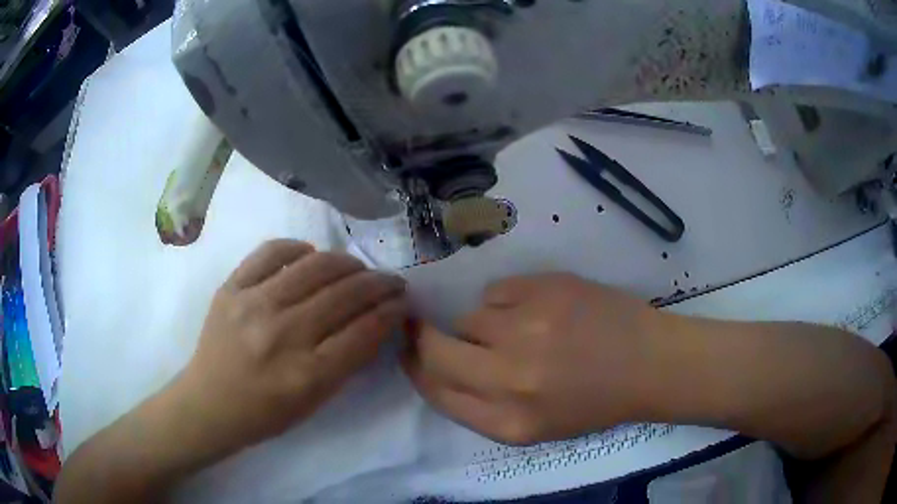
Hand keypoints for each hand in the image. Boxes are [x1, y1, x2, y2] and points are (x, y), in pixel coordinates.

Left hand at [176, 240, 407, 455]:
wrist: (209, 403)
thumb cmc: (265, 414)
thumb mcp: (315, 401)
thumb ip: (347, 362)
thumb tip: (375, 322)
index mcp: (306, 374)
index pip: (363, 331)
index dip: (391, 311)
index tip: (402, 302)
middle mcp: (282, 335)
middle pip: (344, 294)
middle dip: (378, 283)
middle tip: (391, 281)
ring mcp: (252, 305)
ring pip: (314, 266)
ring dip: (346, 263)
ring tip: (357, 268)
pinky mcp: (231, 288)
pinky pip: (270, 251)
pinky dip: (297, 247)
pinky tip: (309, 253)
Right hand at [403, 273, 661, 444]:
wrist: (650, 363)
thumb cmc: (594, 402)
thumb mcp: (533, 426)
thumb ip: (479, 405)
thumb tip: (433, 365)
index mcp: (509, 423)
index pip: (435, 392)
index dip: (415, 368)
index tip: (410, 352)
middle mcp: (511, 379)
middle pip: (435, 351)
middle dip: (422, 337)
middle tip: (428, 327)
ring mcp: (528, 329)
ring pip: (468, 317)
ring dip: (482, 324)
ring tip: (520, 328)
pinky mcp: (544, 289)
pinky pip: (496, 291)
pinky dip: (506, 301)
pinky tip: (538, 309)